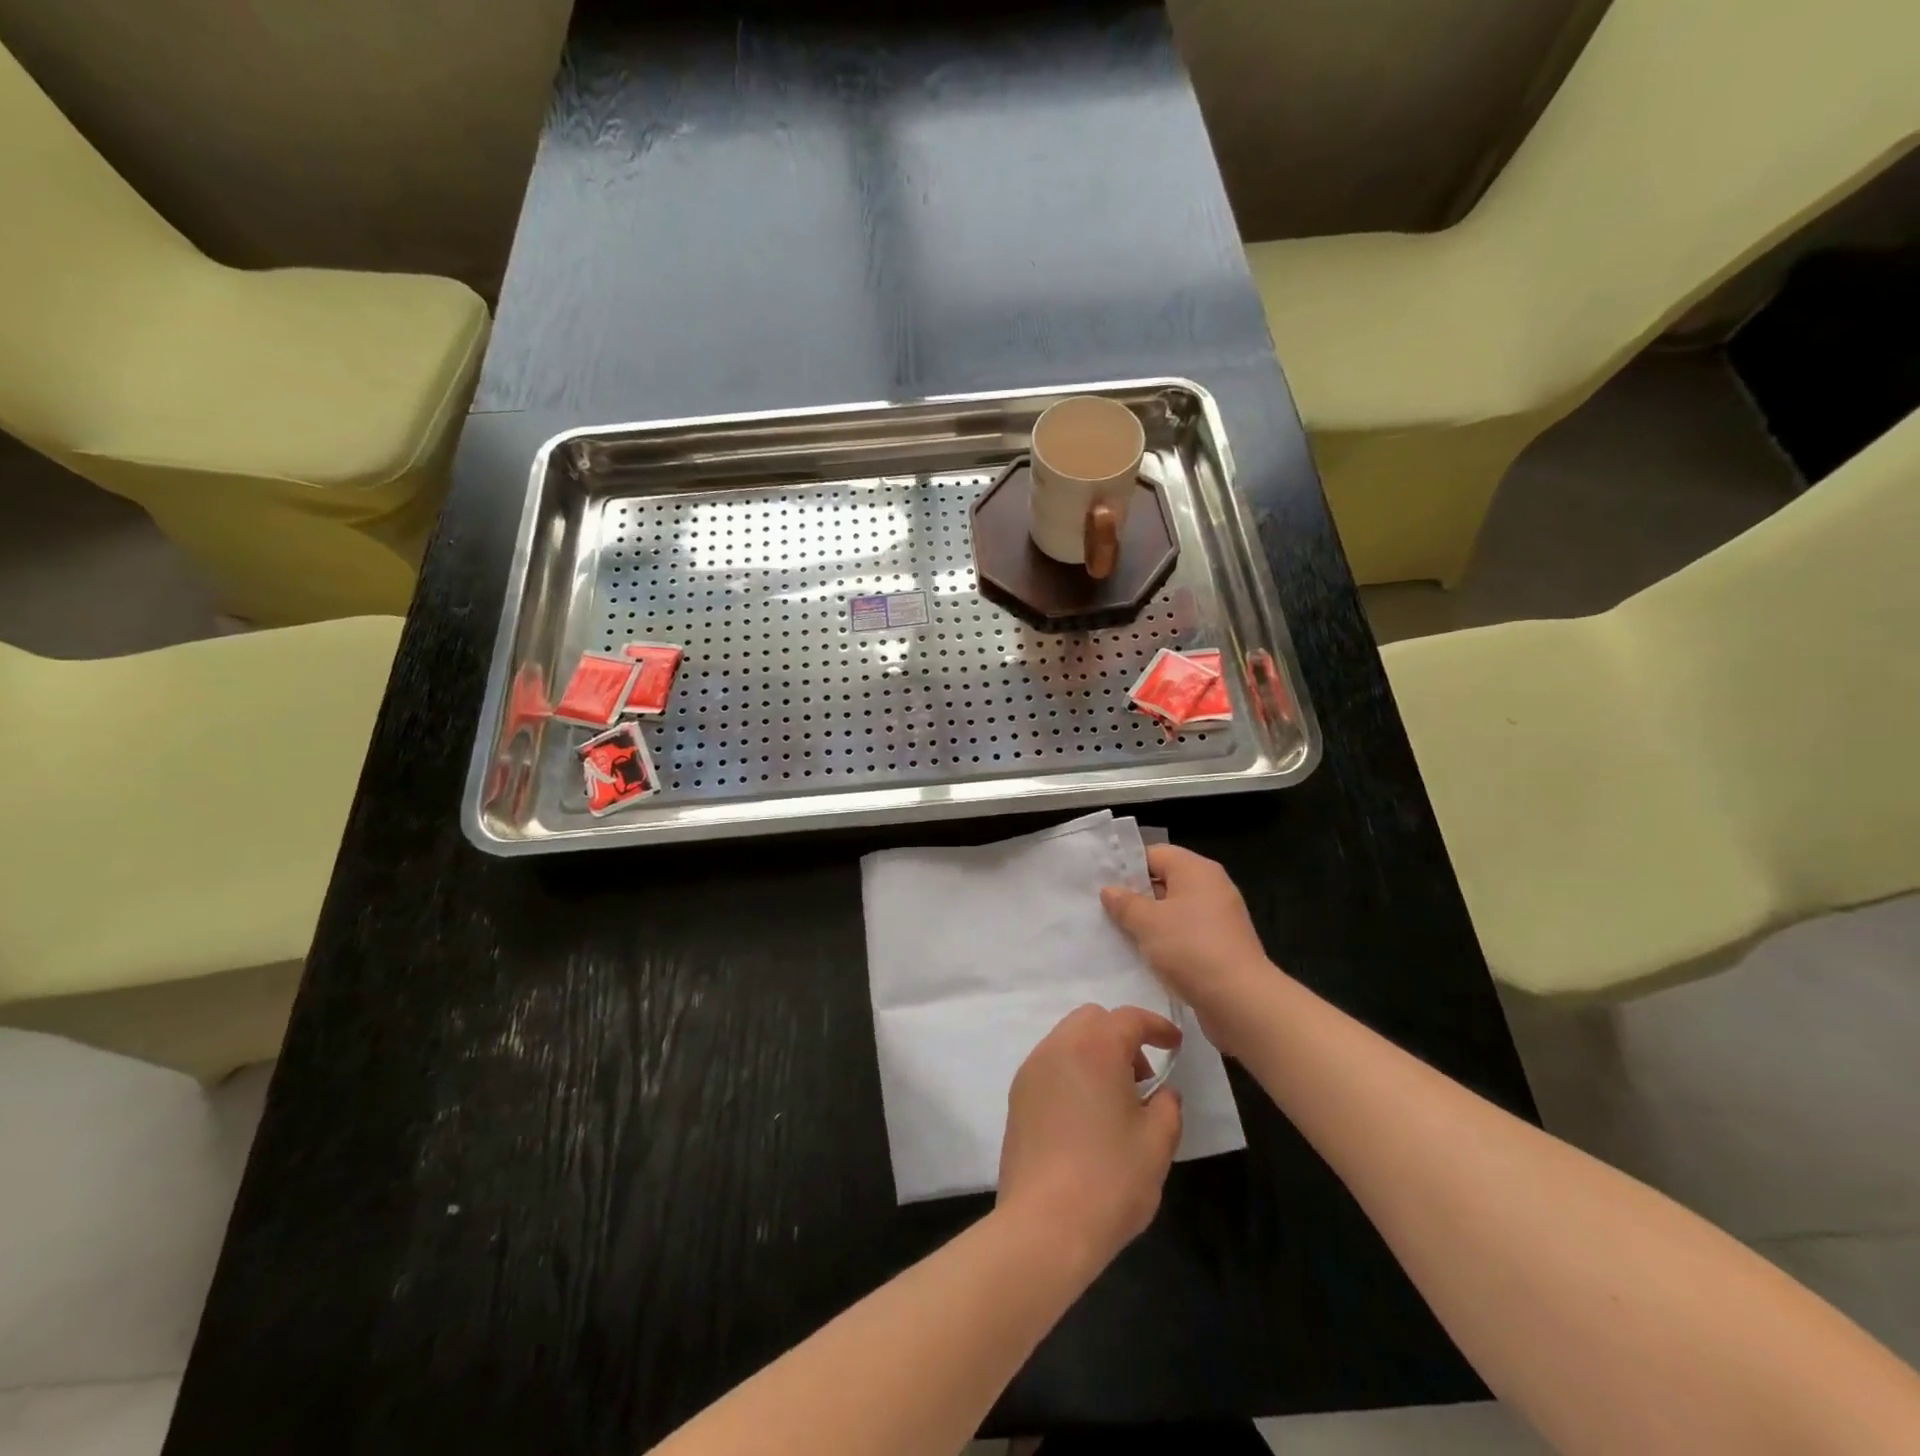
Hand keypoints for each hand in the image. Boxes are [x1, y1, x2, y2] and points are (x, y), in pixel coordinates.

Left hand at [997, 1005, 1183, 1273]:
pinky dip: (1073, 1071)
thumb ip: (1167, 1106)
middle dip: (1121, 1037)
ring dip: (1095, 1054)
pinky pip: (1050, 1065)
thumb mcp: (1157, 1144)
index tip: (1175, 1045)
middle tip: (1143, 1079)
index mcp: (1094, 1048)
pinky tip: (1087, 1115)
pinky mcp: (1017, 1096)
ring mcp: (1032, 1070)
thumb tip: (1161, 1094)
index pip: (1128, 1018)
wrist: (1044, 1225)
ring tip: (1115, 1101)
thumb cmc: (1109, 1180)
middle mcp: (1057, 1047)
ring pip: (1068, 1039)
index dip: (1156, 1026)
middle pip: (1092, 1020)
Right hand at [1101, 846, 1269, 1057]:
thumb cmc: (1190, 948)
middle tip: (1104, 910)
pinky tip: (1144, 956)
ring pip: (1174, 911)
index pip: (1155, 854)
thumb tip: (1109, 890)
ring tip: (1118, 934)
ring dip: (1149, 922)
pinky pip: (1186, 934)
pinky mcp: (1222, 946)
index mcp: (1196, 869)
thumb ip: (1125, 903)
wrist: (1239, 1001)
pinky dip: (1166, 941)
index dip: (1127, 866)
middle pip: (1165, 881)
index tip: (1101, 884)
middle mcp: (1211, 887)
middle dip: (1135, 896)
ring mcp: (1219, 918)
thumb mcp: (1147, 922)